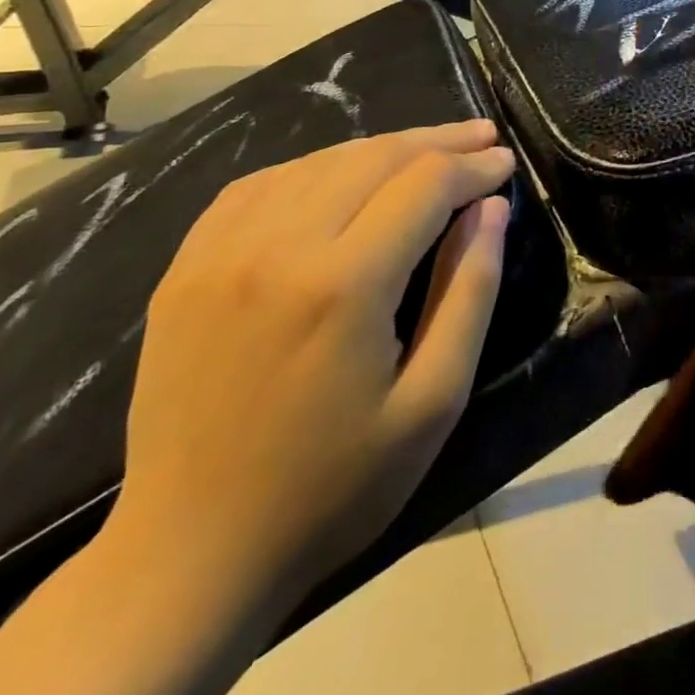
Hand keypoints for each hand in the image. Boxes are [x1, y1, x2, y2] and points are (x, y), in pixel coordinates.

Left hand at [109, 119, 514, 618]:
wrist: (190, 556)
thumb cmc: (334, 486)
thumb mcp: (434, 399)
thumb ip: (470, 290)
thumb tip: (490, 209)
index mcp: (344, 284)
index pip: (426, 184)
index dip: (474, 166)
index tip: (506, 162)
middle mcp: (279, 246)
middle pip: (375, 157)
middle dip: (439, 142)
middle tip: (482, 138)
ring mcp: (221, 252)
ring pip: (320, 160)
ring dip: (383, 148)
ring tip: (428, 151)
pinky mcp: (188, 267)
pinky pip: (262, 184)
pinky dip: (317, 165)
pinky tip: (343, 174)